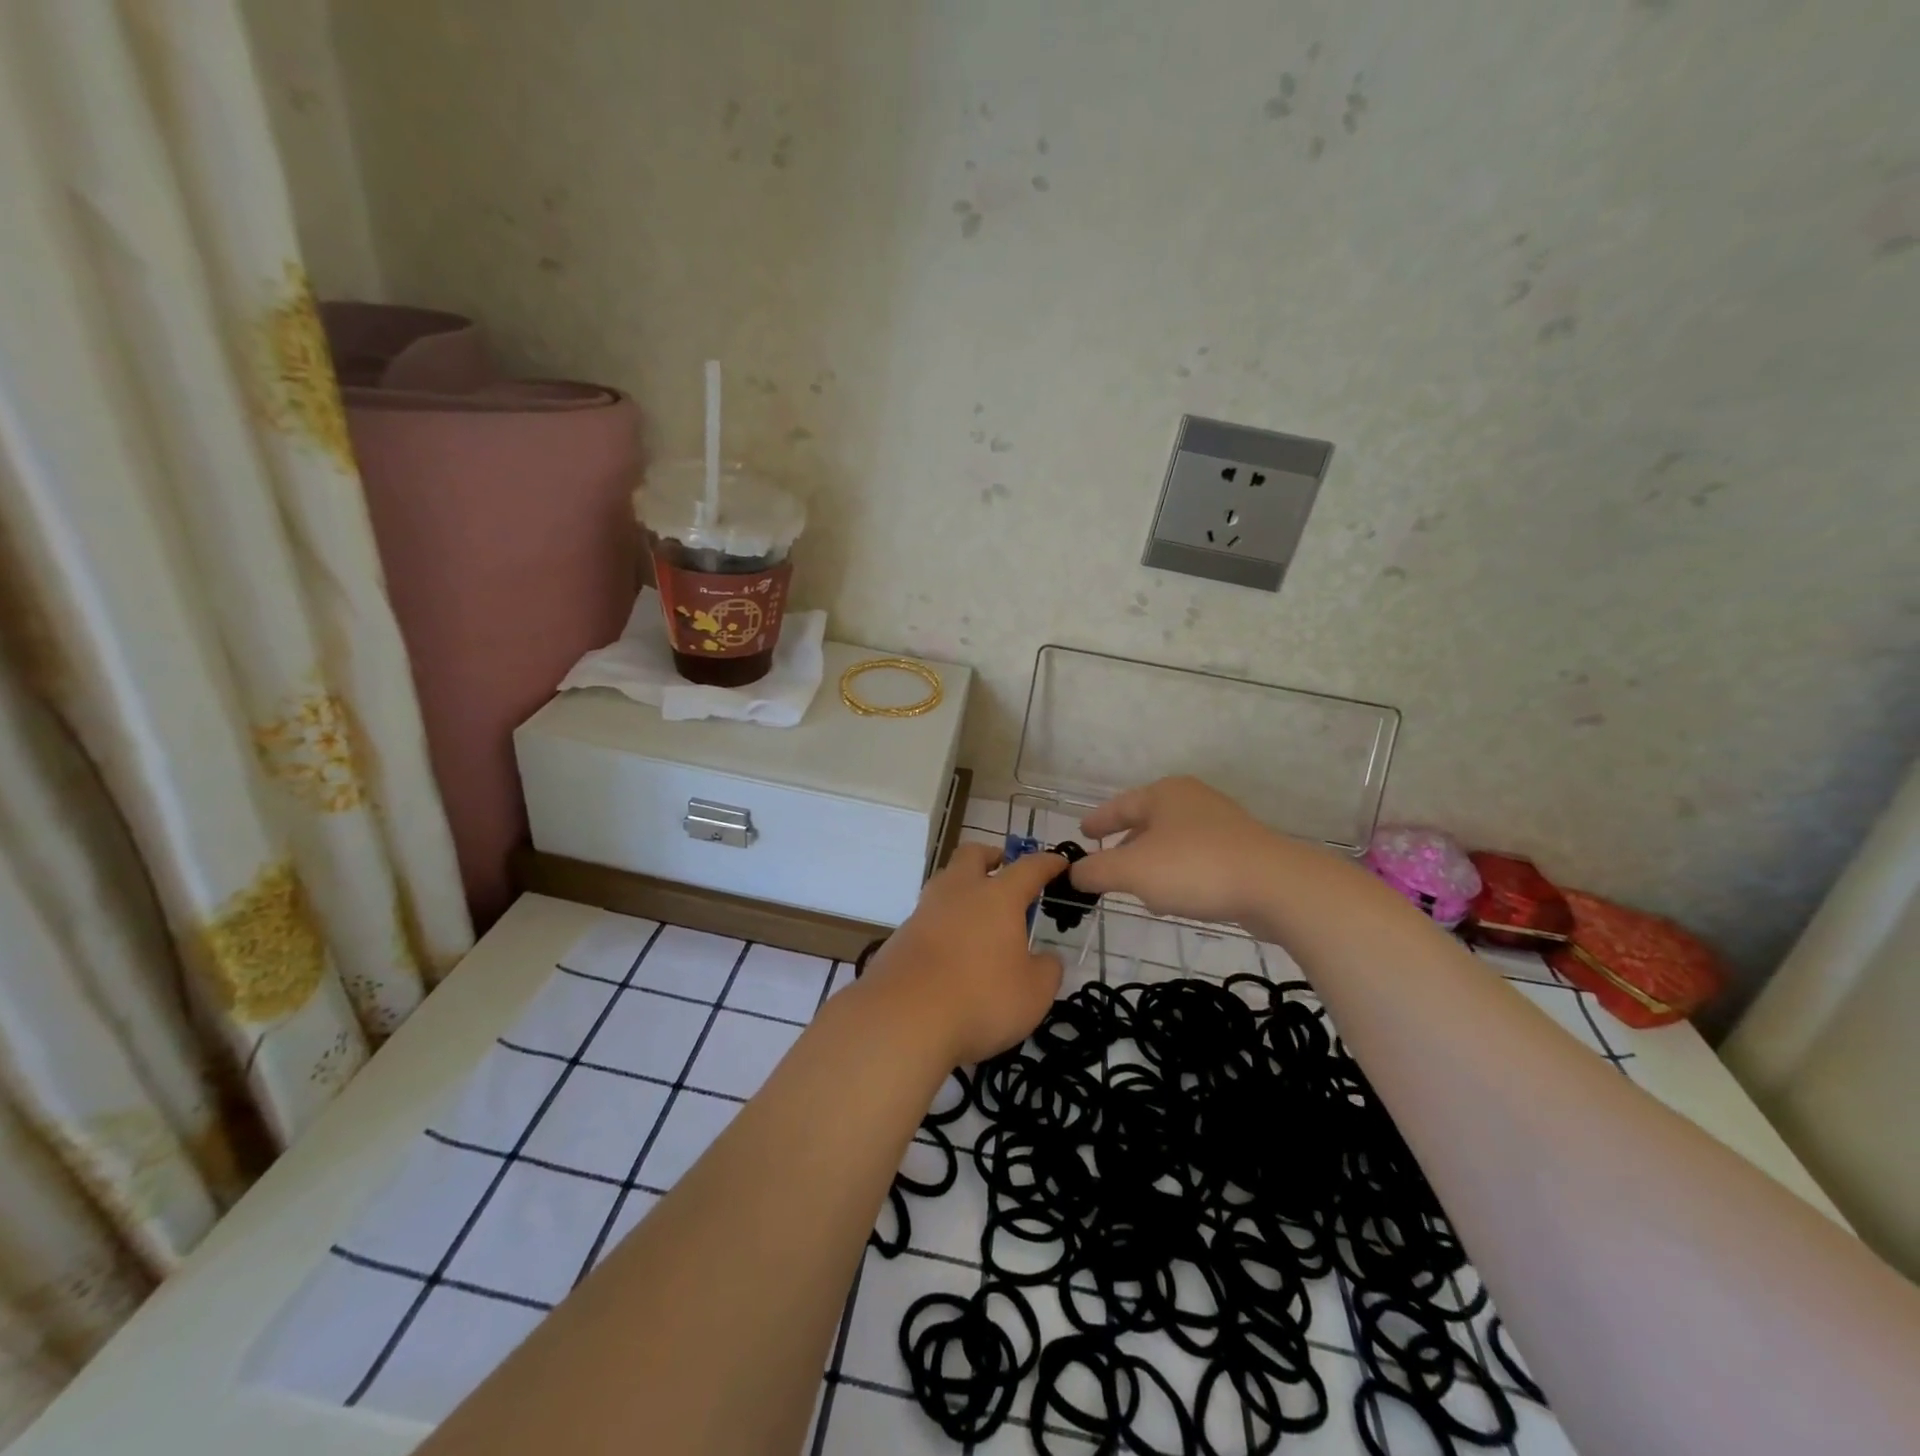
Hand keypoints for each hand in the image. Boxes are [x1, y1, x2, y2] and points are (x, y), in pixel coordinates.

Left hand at [859, 844, 1066, 1064]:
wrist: (903, 1018)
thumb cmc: (981, 999)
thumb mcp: (1034, 993)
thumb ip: (1047, 970)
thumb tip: (1046, 958)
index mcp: (998, 897)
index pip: (1029, 868)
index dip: (1047, 863)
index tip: (1059, 862)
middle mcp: (959, 892)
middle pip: (973, 854)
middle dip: (991, 856)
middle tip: (1004, 871)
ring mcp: (925, 911)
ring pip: (945, 882)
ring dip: (963, 888)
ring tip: (978, 914)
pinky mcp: (901, 935)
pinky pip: (928, 916)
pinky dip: (944, 922)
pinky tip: (951, 949)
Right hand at [1069, 776, 1288, 925]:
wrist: (1276, 886)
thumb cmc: (1194, 868)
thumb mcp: (1132, 871)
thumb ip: (1096, 871)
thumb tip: (1073, 873)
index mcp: (1164, 794)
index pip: (1120, 805)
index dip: (1098, 821)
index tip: (1082, 833)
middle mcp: (1192, 801)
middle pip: (1147, 822)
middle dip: (1125, 846)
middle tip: (1107, 866)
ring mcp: (1221, 825)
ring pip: (1172, 843)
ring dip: (1152, 865)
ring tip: (1139, 890)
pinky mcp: (1241, 851)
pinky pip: (1195, 859)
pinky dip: (1178, 875)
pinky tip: (1175, 900)